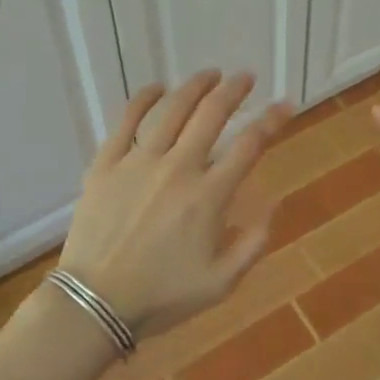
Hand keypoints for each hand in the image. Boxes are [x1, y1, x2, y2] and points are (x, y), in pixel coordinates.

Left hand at [59, 71, 293, 339]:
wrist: (94, 304)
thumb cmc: (161, 296)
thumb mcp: (221, 283)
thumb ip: (253, 243)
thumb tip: (273, 203)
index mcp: (209, 197)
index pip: (249, 145)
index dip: (272, 120)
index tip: (285, 105)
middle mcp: (178, 168)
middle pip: (212, 114)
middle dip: (234, 90)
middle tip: (246, 77)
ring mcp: (139, 162)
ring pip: (173, 109)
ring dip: (196, 86)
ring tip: (210, 75)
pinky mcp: (106, 163)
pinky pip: (127, 120)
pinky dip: (144, 99)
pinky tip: (156, 88)